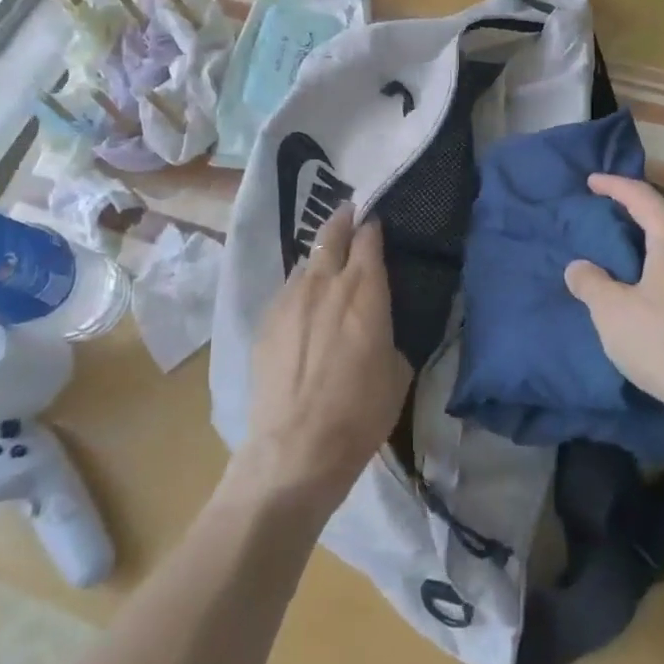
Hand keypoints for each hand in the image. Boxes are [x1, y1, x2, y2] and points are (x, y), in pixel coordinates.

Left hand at [237, 206, 409, 511]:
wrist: (296, 449)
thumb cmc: (360, 413)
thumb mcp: (397, 372)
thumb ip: (388, 334)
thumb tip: (379, 326)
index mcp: (364, 290)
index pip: (369, 238)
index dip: (374, 226)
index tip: (378, 223)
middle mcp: (325, 282)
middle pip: (332, 233)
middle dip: (343, 219)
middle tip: (350, 214)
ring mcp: (290, 299)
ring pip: (307, 261)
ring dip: (320, 257)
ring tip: (327, 267)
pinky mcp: (266, 320)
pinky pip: (288, 291)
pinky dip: (300, 289)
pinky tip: (304, 308)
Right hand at [564, 174, 663, 415]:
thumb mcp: (611, 313)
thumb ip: (590, 282)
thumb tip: (580, 267)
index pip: (643, 197)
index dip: (615, 185)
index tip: (592, 182)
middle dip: (645, 207)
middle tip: (617, 214)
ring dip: (663, 236)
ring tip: (637, 250)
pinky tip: (662, 287)